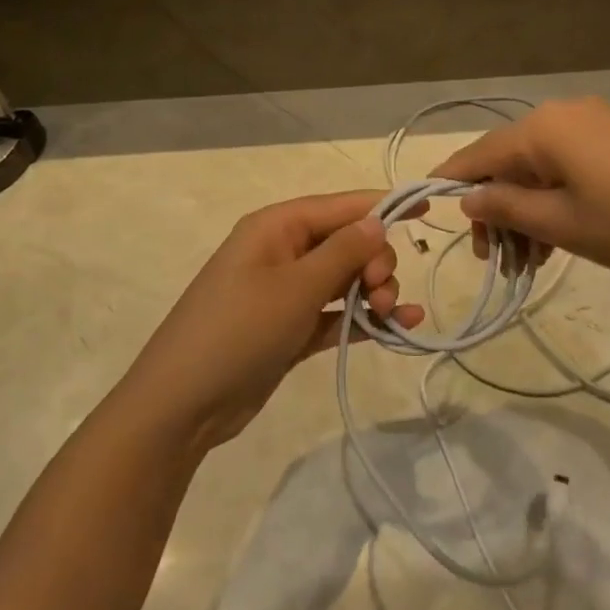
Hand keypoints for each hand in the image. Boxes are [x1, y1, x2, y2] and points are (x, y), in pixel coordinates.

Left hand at [119, 191, 424, 452]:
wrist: (182, 405)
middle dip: (376, 261)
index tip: (427, 208)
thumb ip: (343, 252)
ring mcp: (285, 293)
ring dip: (374, 290)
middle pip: (346, 242)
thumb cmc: (238, 330)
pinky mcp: (290, 330)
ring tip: (389, 314)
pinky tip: (399, 327)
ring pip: (344, 279)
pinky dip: (363, 318)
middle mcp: (282, 252)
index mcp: (276, 227)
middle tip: (383, 291)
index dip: (382, 205)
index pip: (339, 206)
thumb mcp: (295, 287)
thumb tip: (377, 220)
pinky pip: (336, 313)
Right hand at [432, 97, 609, 283]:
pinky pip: (568, 165)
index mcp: (542, 129)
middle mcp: (563, 115)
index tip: (427, 212)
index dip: (451, 184)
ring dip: (526, 211)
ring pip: (540, 168)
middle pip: (509, 162)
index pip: (478, 154)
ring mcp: (595, 123)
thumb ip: (507, 208)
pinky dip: (555, 199)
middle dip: (496, 210)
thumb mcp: (563, 223)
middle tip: (496, 260)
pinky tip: (558, 238)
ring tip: (530, 262)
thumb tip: (468, 199)